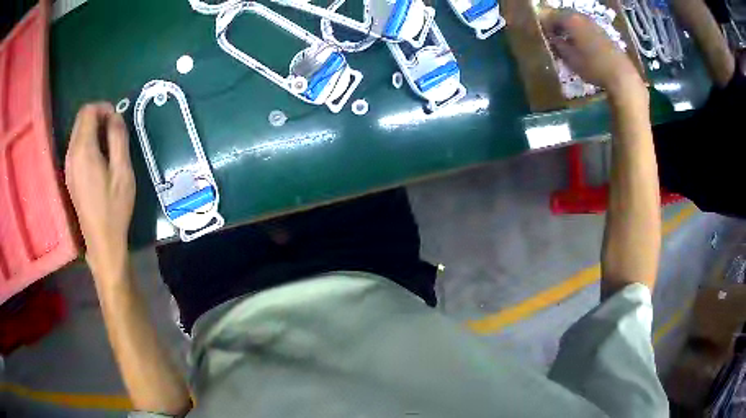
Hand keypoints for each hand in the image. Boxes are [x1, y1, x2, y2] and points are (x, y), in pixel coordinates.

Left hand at [65, 103, 135, 278]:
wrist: (102, 241)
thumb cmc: (114, 207)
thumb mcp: (122, 171)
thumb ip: (118, 138)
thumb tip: (115, 116)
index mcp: (83, 150)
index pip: (88, 111)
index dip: (103, 107)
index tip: (117, 119)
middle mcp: (71, 154)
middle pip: (81, 119)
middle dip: (98, 116)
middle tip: (115, 131)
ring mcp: (68, 166)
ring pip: (78, 132)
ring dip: (93, 130)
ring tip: (109, 145)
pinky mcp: (70, 175)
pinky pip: (76, 147)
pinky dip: (88, 143)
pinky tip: (99, 159)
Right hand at [540, 9, 644, 97]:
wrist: (621, 75)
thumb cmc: (593, 67)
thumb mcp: (571, 59)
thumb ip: (559, 45)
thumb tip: (553, 38)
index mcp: (570, 20)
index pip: (551, 16)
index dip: (545, 25)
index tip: (544, 34)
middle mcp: (581, 17)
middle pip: (565, 15)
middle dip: (558, 23)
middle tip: (554, 35)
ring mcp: (594, 23)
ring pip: (576, 20)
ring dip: (570, 27)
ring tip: (568, 40)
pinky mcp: (604, 32)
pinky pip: (586, 26)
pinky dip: (581, 31)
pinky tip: (582, 43)